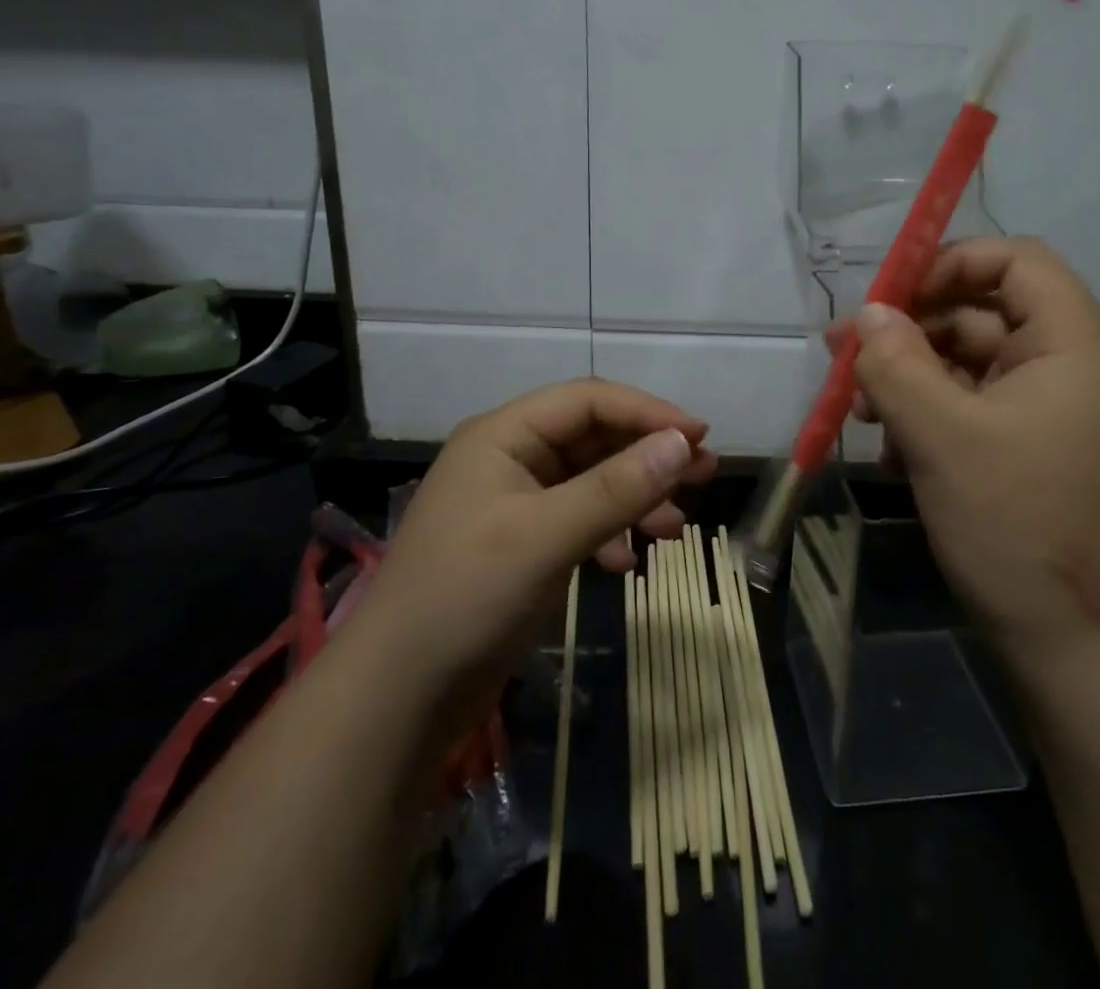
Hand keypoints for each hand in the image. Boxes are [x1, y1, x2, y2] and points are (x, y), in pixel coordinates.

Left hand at [359, 379, 716, 738]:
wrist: (395, 698)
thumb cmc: (466, 598)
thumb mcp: (547, 537)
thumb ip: (617, 488)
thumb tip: (683, 443)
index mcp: (503, 435)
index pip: (588, 401)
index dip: (647, 412)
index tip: (700, 437)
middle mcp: (509, 458)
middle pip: (593, 437)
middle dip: (648, 454)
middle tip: (704, 474)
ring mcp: (513, 503)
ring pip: (590, 480)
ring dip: (634, 496)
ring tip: (675, 528)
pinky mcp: (519, 545)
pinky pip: (578, 520)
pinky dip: (609, 532)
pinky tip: (627, 563)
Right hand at [825, 238, 1099, 674]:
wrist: (1081, 655)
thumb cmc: (1017, 527)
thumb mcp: (941, 436)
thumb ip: (896, 363)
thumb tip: (870, 315)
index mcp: (1074, 347)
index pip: (1018, 260)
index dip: (950, 263)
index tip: (889, 297)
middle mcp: (1073, 370)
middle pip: (984, 313)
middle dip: (911, 331)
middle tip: (845, 356)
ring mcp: (1055, 416)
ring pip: (971, 366)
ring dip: (912, 379)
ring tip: (860, 413)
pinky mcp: (1036, 455)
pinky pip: (976, 411)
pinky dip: (931, 418)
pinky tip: (891, 453)